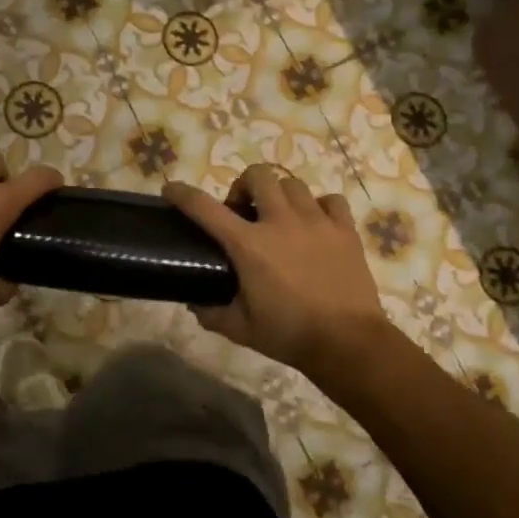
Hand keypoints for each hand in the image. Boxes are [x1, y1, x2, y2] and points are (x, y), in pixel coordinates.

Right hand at [165, 165, 391, 376]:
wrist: (347, 342)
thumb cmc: (288, 335)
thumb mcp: (240, 329)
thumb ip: (212, 313)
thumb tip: (195, 304)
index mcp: (249, 245)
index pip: (206, 209)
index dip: (183, 194)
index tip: (171, 189)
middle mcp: (280, 222)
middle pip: (258, 175)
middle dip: (244, 186)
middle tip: (243, 211)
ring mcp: (316, 222)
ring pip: (293, 184)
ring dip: (280, 195)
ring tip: (280, 217)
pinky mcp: (345, 230)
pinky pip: (331, 200)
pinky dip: (320, 206)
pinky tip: (316, 224)